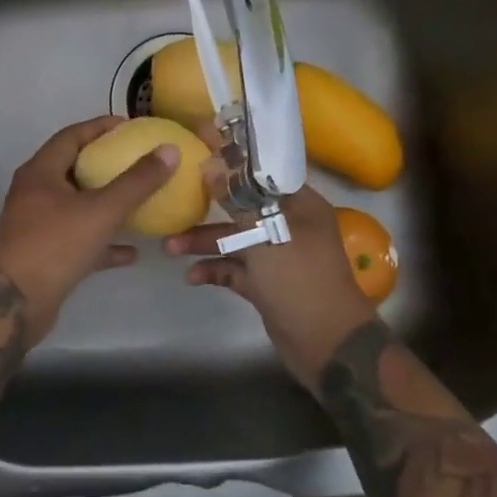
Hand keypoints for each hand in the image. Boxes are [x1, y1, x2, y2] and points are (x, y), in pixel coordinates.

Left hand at [0, 117, 181, 343]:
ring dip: (106, 203)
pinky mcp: (44, 254)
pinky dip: (102, 240)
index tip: (131, 127)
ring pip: (77, 205)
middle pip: (74, 168)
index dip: (101, 127)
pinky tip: (131, 251)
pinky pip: (78, 238)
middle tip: (138, 160)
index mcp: (40, 172)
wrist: (15, 305)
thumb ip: (137, 181)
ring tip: (139, 200)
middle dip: (106, 163)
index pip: (72, 136)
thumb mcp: (101, 210)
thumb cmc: (55, 246)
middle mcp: (34, 192)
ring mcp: (37, 224)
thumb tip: (170, 150)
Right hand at [166, 182, 376, 389]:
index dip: (231, 161)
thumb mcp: (266, 234)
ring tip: (169, 247)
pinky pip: (235, 269)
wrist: (328, 346)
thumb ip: (237, 200)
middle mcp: (289, 224)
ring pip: (235, 240)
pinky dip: (214, 270)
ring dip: (204, 242)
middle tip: (175, 203)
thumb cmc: (299, 279)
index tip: (199, 150)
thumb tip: (212, 165)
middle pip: (242, 207)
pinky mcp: (267, 284)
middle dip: (208, 209)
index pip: (261, 173)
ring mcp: (277, 256)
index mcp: (299, 205)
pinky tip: (191, 277)